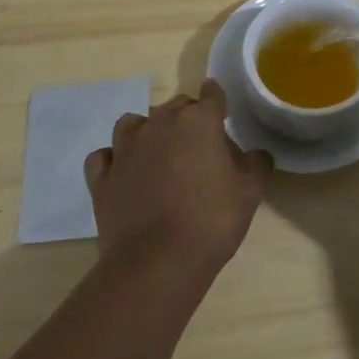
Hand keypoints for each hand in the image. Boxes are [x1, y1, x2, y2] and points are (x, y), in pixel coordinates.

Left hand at [84, 80, 269, 279]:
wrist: (157, 263)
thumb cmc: (211, 221)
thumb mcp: (250, 192)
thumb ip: (256, 164)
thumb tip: (256, 154)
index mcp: (198, 122)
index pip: (212, 95)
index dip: (218, 99)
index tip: (222, 109)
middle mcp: (160, 124)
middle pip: (176, 106)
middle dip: (188, 118)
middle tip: (199, 144)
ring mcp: (125, 149)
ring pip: (134, 122)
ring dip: (148, 130)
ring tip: (158, 152)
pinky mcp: (102, 177)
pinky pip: (105, 156)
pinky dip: (114, 159)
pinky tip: (124, 172)